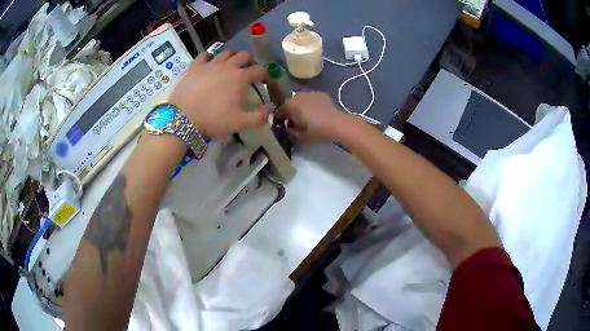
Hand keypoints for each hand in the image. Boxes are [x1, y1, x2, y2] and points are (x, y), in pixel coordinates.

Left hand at [169, 51, 269, 137]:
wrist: (183, 119)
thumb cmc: (213, 120)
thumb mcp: (240, 123)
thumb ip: (259, 116)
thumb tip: (270, 108)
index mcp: (241, 77)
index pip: (260, 70)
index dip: (265, 75)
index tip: (265, 82)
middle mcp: (227, 66)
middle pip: (244, 55)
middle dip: (249, 62)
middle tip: (247, 72)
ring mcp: (210, 64)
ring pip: (226, 53)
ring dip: (231, 57)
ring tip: (230, 66)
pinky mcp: (195, 66)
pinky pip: (204, 55)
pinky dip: (210, 58)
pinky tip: (209, 64)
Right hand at [276, 92, 360, 142]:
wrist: (339, 124)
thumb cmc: (318, 131)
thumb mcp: (300, 136)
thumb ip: (290, 131)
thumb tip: (288, 128)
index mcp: (290, 106)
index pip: (279, 111)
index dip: (278, 119)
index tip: (281, 126)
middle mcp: (298, 96)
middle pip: (289, 103)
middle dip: (289, 112)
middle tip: (294, 122)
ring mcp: (310, 93)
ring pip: (300, 100)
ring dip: (300, 107)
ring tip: (305, 116)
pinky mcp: (320, 94)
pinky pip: (310, 99)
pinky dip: (310, 104)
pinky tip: (316, 112)